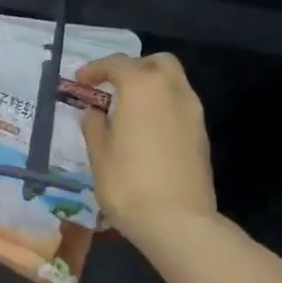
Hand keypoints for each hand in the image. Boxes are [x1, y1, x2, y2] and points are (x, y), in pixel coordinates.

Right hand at [78, 53, 217, 241]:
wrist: (177, 220)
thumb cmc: (127, 184)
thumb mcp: (99, 155)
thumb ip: (94, 126)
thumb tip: (93, 112)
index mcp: (142, 88)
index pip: (118, 64)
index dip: (96, 69)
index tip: (81, 81)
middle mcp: (172, 91)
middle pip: (156, 62)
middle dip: (133, 68)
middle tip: (112, 88)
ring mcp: (192, 112)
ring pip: (173, 82)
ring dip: (150, 87)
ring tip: (127, 111)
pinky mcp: (201, 134)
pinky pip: (179, 105)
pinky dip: (161, 106)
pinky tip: (145, 131)